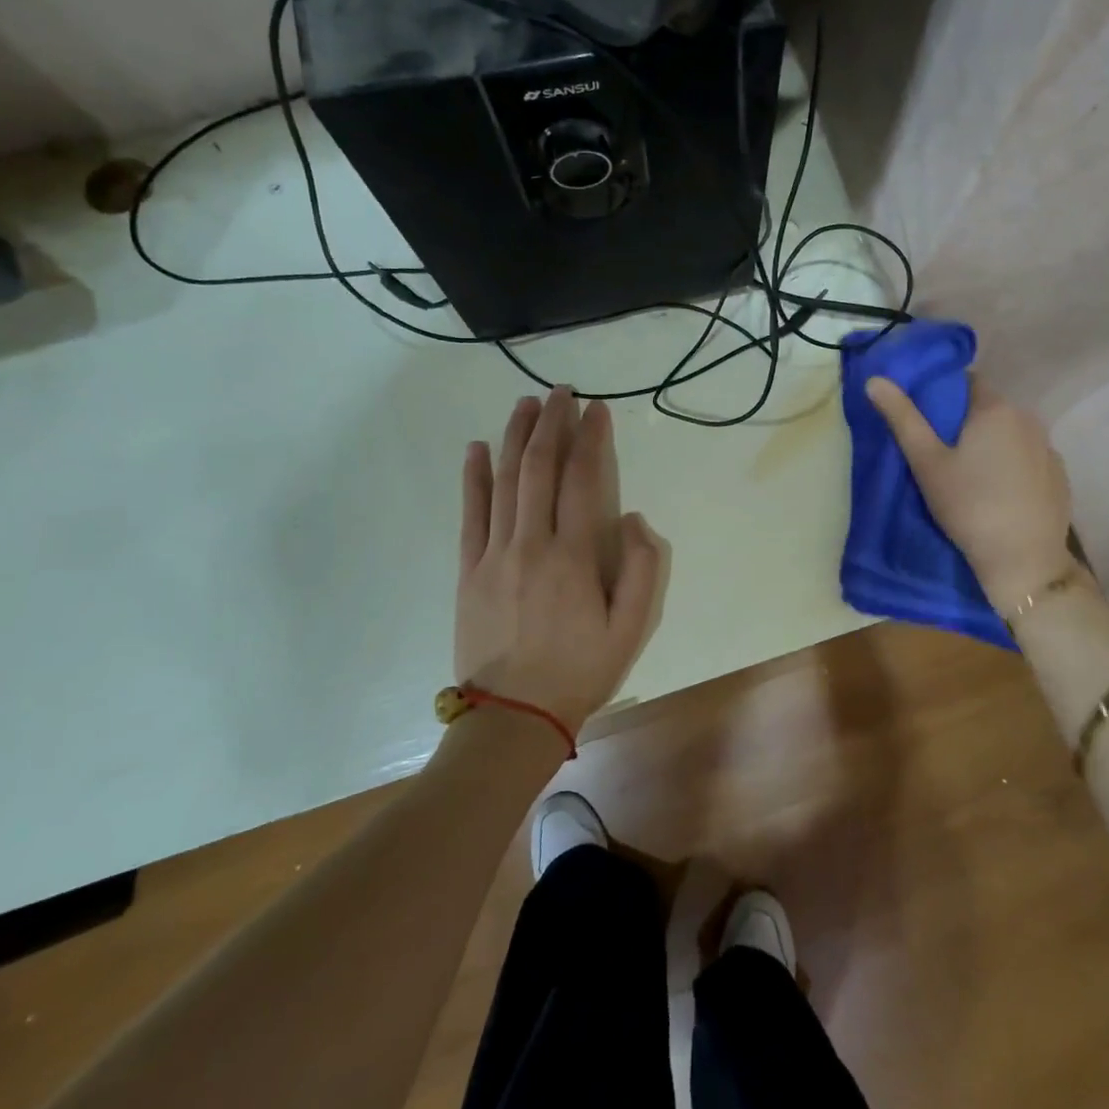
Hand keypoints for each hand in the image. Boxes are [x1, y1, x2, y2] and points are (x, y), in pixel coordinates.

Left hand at [455, 388, 661, 733]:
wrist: (513, 716)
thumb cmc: (580, 671)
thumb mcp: (632, 628)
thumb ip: (641, 568)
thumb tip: (632, 518)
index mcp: (573, 556)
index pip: (582, 479)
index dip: (590, 439)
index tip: (597, 409)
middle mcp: (530, 543)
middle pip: (539, 468)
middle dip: (551, 423)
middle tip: (561, 392)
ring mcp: (493, 554)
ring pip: (504, 482)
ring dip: (515, 438)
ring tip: (525, 404)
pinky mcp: (467, 570)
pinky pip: (470, 513)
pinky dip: (472, 477)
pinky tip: (477, 449)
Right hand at [866, 374, 1075, 610]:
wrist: (1023, 560)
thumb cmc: (968, 506)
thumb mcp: (926, 462)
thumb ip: (902, 418)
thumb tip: (875, 380)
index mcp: (995, 409)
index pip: (968, 382)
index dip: (945, 396)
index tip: (928, 422)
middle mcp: (1028, 418)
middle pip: (990, 409)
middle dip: (967, 423)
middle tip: (942, 454)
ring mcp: (1049, 448)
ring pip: (1011, 434)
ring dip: (992, 444)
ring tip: (970, 476)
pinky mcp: (1059, 476)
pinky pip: (1029, 458)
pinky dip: (1013, 466)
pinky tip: (999, 493)